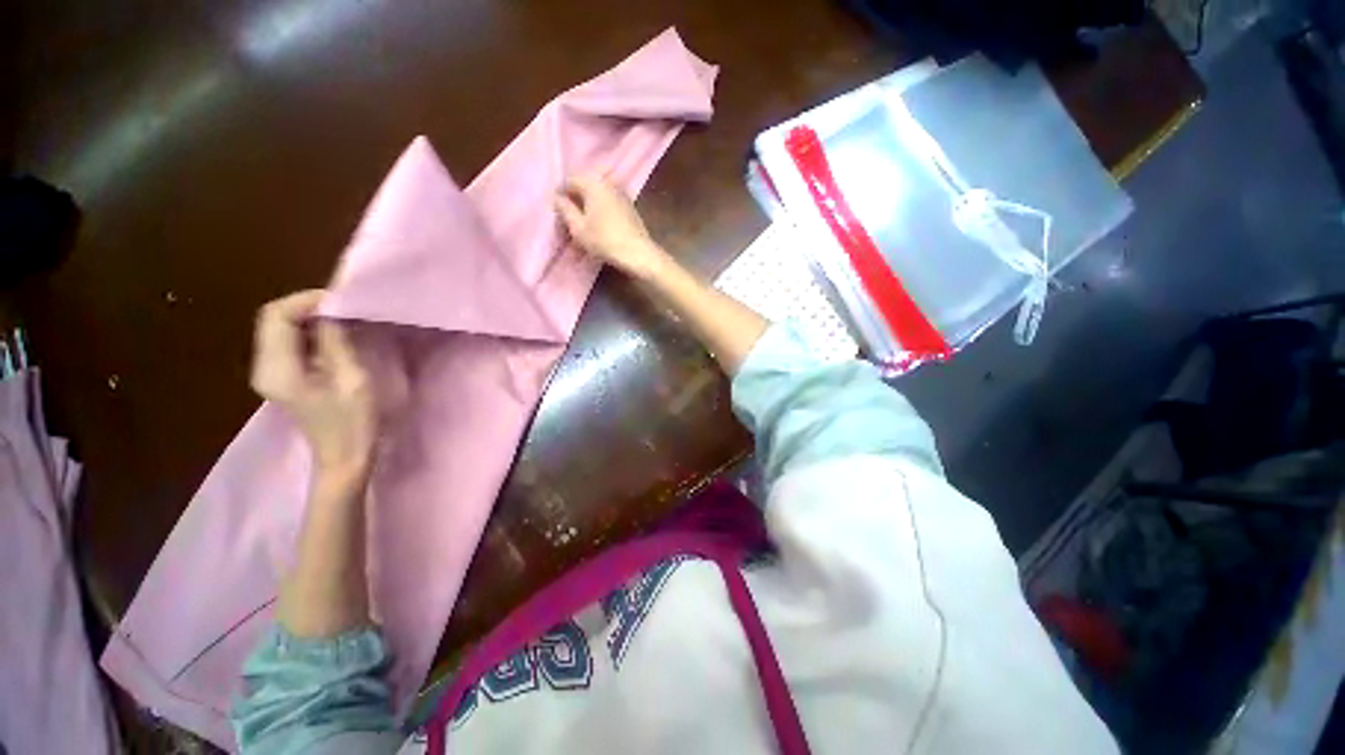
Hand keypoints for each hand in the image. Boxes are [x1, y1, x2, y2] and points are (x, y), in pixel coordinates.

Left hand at [250, 290, 375, 481]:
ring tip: (346, 319)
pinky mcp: (284, 377)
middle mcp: (265, 366)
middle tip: (347, 308)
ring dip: (312, 318)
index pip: (276, 316)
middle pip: (275, 319)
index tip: (342, 300)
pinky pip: (291, 342)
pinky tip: (336, 337)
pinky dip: (311, 332)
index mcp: (277, 368)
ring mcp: (272, 372)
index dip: (306, 300)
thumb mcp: (351, 379)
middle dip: (309, 306)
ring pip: (282, 328)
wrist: (345, 458)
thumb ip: (335, 341)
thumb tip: (332, 308)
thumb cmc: (354, 423)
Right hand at [555, 175, 670, 280]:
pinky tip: (597, 227)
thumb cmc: (605, 240)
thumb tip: (557, 198)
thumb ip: (565, 209)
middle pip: (585, 187)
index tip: (556, 211)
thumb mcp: (578, 228)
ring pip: (597, 197)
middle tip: (568, 220)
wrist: (639, 253)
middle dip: (575, 201)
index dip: (560, 195)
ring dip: (588, 208)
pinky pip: (608, 204)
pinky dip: (600, 213)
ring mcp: (621, 194)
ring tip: (582, 226)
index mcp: (594, 182)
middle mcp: (608, 182)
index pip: (569, 180)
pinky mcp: (629, 207)